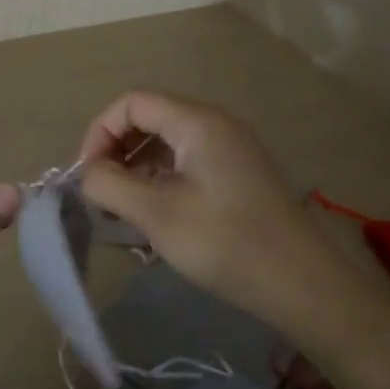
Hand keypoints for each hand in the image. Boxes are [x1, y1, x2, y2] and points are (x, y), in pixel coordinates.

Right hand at [76, 92, 359, 337]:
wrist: (304, 285)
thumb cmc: (226, 243)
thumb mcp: (156, 215)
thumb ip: (109, 185)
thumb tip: (86, 172)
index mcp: (196, 122)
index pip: (131, 103)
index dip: (99, 133)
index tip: (86, 176)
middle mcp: (214, 124)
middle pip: (148, 120)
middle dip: (115, 153)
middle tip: (100, 196)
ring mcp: (230, 149)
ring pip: (166, 145)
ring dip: (136, 171)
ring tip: (121, 214)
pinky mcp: (237, 175)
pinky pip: (186, 164)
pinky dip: (160, 183)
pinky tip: (152, 220)